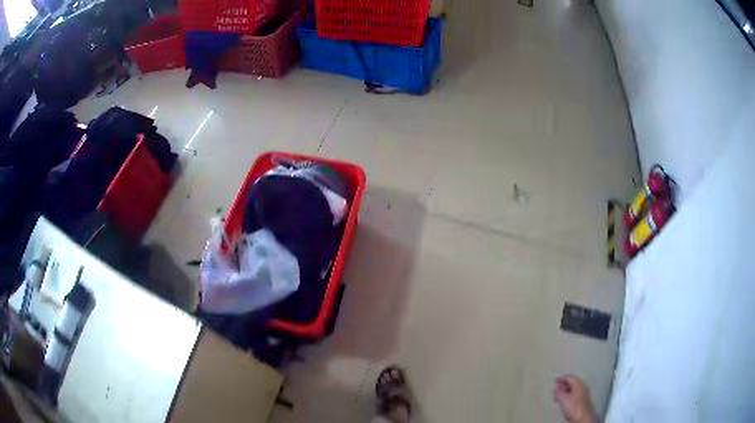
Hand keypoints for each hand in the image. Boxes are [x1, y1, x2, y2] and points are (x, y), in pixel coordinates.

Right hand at [553, 375, 596, 422]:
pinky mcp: (584, 399)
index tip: (554, 381)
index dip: (561, 378)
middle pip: (572, 382)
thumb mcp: (563, 399)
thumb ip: (559, 391)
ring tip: (558, 396)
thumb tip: (556, 385)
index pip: (569, 377)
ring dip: (566, 390)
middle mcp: (583, 385)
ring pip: (573, 388)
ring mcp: (584, 392)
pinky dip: (569, 395)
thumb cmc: (573, 407)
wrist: (584, 417)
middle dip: (563, 385)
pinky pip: (575, 393)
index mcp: (578, 383)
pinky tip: (565, 401)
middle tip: (555, 390)